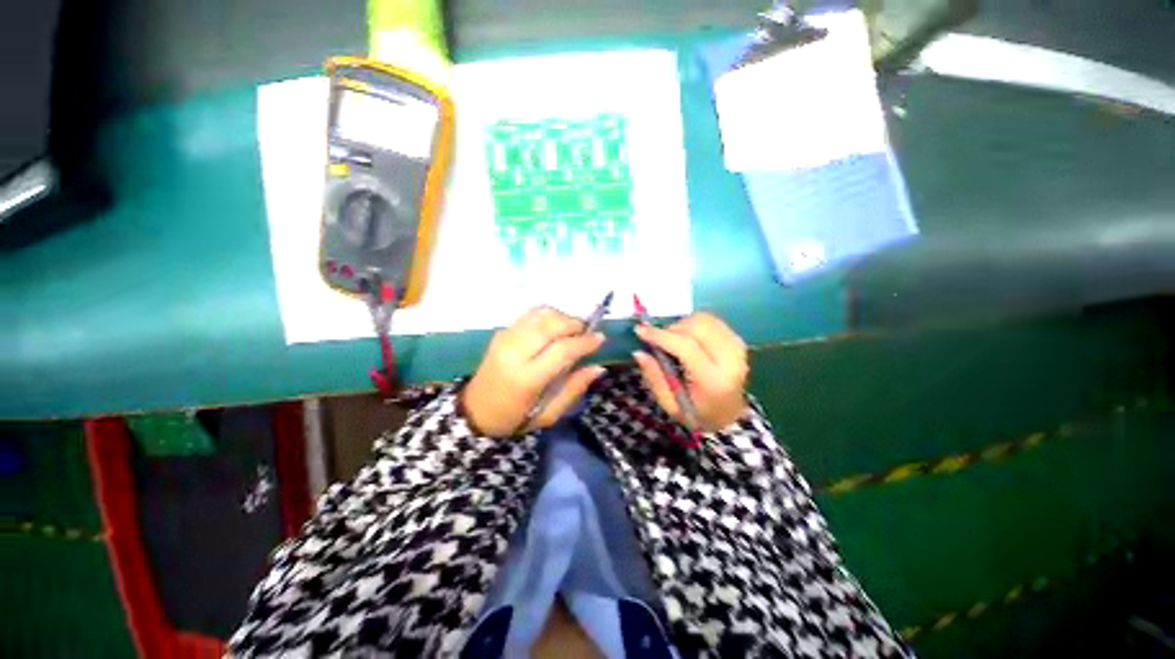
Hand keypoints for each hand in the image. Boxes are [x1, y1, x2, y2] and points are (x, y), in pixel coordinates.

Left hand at [462, 307, 606, 436]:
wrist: (477, 409)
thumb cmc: (516, 417)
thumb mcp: (549, 414)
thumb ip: (575, 388)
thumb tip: (598, 367)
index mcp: (526, 378)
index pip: (562, 350)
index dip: (585, 341)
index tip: (600, 338)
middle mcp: (514, 352)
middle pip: (551, 325)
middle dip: (575, 324)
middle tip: (587, 332)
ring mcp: (505, 338)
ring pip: (541, 314)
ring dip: (563, 317)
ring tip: (572, 330)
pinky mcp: (501, 331)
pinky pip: (530, 314)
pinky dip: (548, 315)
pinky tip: (555, 327)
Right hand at [633, 312, 748, 432]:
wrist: (730, 416)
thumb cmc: (697, 413)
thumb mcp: (670, 405)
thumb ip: (654, 378)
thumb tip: (639, 352)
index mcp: (713, 381)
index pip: (686, 347)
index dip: (661, 336)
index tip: (639, 331)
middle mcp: (730, 360)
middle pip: (696, 328)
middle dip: (671, 329)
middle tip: (658, 341)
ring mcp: (737, 347)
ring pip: (704, 320)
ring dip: (683, 325)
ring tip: (674, 340)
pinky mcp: (737, 340)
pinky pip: (712, 320)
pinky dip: (694, 323)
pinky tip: (688, 336)